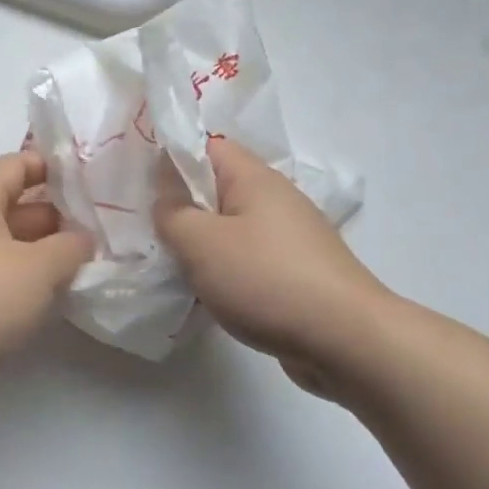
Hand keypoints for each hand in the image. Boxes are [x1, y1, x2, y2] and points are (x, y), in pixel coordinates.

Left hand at [0, 152, 92, 405]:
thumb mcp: (41, 267)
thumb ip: (71, 247)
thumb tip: (82, 239)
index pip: (13, 165)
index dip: (49, 166)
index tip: (86, 180)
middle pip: (11, 206)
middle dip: (53, 216)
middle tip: (96, 230)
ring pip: (4, 246)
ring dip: (40, 252)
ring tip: (82, 264)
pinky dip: (21, 281)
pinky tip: (51, 297)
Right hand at [154, 138, 399, 403]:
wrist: (347, 341)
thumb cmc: (266, 279)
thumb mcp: (201, 243)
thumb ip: (172, 213)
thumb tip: (165, 198)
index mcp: (254, 179)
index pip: (206, 147)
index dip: (172, 158)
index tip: (140, 186)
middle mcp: (275, 200)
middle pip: (217, 189)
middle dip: (182, 208)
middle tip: (149, 231)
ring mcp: (290, 238)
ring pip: (230, 228)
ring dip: (202, 245)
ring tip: (172, 267)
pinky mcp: (297, 273)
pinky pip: (247, 260)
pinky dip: (225, 271)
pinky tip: (208, 295)